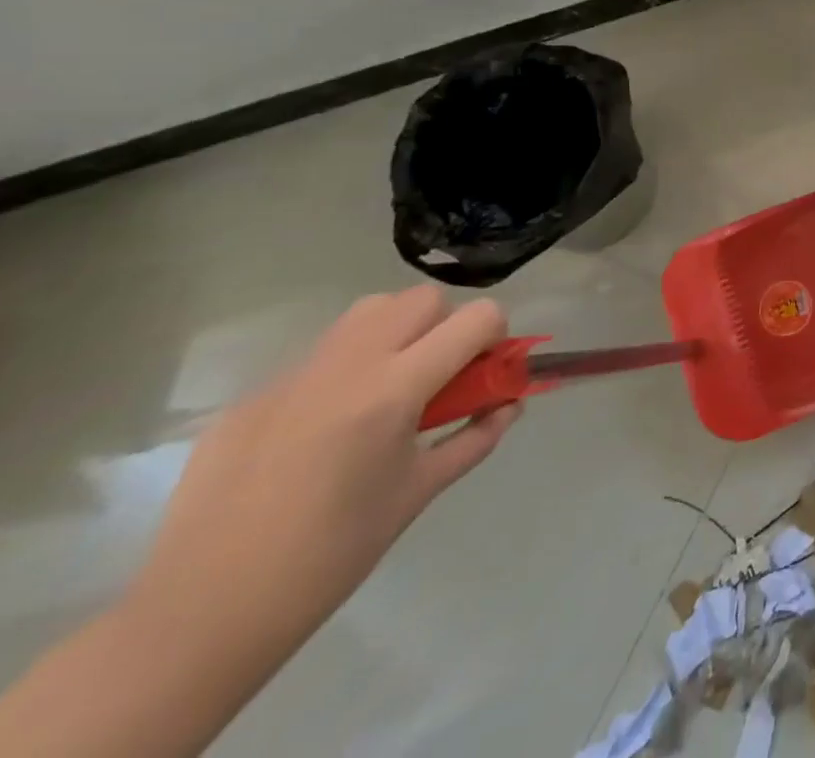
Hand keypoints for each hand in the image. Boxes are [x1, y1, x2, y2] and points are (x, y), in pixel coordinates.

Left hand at [131, 288, 518, 652]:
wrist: (202, 616)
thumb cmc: (332, 554)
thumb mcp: (420, 491)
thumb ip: (476, 437)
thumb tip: (510, 404)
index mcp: (394, 389)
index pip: (476, 317)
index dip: (495, 336)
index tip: (486, 371)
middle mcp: (346, 365)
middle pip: (421, 300)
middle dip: (445, 325)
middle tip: (439, 375)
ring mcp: (292, 377)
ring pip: (367, 313)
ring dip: (396, 332)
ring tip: (388, 388)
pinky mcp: (251, 397)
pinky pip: (317, 359)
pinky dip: (342, 373)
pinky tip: (324, 432)